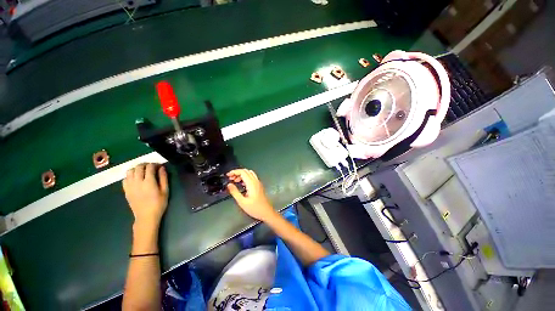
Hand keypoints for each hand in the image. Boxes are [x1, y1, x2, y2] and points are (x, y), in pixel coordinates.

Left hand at [123, 163, 168, 230]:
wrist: (146, 216)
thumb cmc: (159, 204)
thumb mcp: (165, 191)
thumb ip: (164, 178)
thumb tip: (162, 168)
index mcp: (149, 182)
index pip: (150, 167)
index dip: (155, 164)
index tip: (160, 166)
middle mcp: (137, 182)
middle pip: (139, 167)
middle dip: (146, 164)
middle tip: (152, 167)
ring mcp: (130, 186)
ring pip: (130, 171)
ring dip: (137, 168)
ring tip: (143, 171)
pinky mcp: (126, 190)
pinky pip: (125, 178)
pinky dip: (130, 175)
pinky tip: (136, 178)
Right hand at [227, 169, 276, 221]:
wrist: (266, 212)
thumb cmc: (255, 208)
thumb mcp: (242, 202)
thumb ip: (235, 192)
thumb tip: (229, 184)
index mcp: (251, 183)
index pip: (242, 172)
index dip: (234, 172)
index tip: (228, 175)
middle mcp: (256, 181)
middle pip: (246, 171)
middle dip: (237, 173)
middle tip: (230, 178)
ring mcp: (258, 183)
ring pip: (249, 173)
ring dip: (241, 175)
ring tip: (235, 181)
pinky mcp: (259, 185)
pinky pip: (252, 177)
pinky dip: (245, 177)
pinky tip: (241, 184)